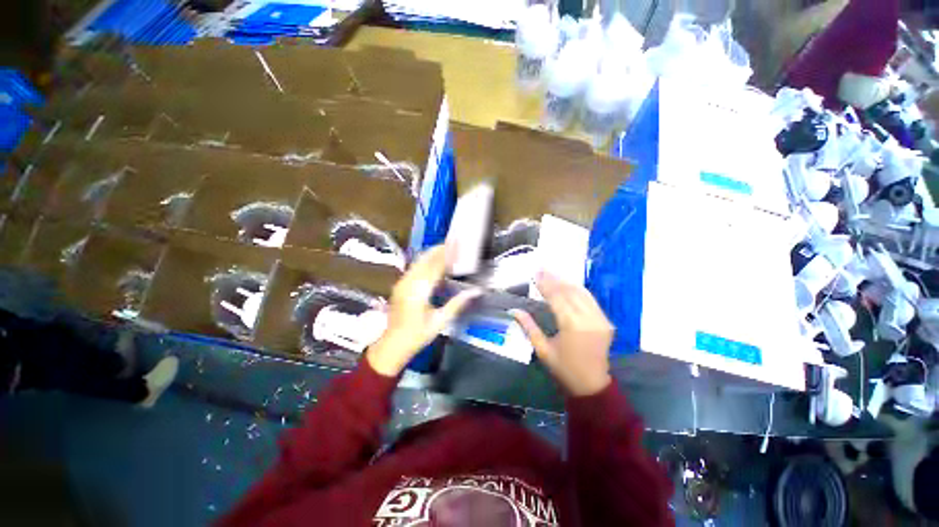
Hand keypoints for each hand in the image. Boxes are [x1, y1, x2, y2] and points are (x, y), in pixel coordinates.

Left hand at [366, 244, 479, 376]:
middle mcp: (409, 282)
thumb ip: (457, 304)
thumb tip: (475, 291)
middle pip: (425, 259)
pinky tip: (434, 263)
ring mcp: (402, 283)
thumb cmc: (417, 335)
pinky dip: (425, 262)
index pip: (435, 266)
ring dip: (432, 253)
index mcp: (419, 291)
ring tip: (446, 248)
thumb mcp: (440, 322)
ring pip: (418, 262)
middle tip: (453, 242)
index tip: (456, 243)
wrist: (392, 345)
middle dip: (439, 249)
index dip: (447, 253)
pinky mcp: (400, 285)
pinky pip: (414, 268)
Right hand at [512, 273, 613, 396]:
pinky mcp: (605, 321)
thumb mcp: (542, 349)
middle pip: (570, 292)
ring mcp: (600, 319)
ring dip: (566, 281)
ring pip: (582, 293)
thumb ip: (528, 327)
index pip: (557, 298)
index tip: (536, 274)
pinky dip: (578, 290)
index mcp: (572, 327)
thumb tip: (513, 311)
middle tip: (542, 269)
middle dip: (554, 279)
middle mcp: (589, 319)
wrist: (591, 385)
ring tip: (553, 273)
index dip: (545, 285)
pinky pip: (591, 300)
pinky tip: (568, 284)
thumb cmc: (563, 368)